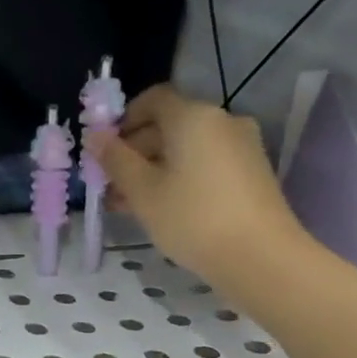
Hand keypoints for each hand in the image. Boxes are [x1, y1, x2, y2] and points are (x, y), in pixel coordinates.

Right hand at [89, 84, 307, 287]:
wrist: (261, 258)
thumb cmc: (191, 217)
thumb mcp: (141, 190)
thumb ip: (115, 159)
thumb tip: (95, 136)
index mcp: (193, 116)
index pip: (152, 99)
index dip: (124, 119)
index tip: (105, 149)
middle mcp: (221, 121)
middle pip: (168, 124)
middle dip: (135, 151)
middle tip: (110, 184)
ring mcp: (241, 146)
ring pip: (185, 148)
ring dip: (154, 168)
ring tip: (128, 203)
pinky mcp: (251, 172)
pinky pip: (205, 163)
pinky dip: (180, 176)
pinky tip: (161, 208)